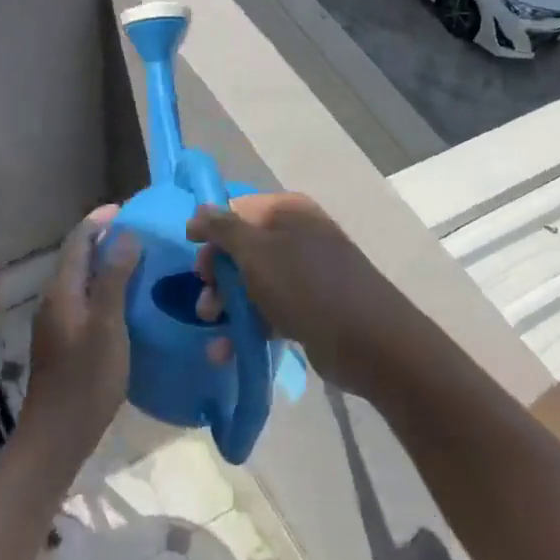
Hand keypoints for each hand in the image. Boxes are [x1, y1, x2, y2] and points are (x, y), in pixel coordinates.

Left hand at [24, 206, 141, 446]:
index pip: (78, 241)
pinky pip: (83, 298)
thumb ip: (115, 278)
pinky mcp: (63, 339)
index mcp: (62, 291)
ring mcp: (56, 321)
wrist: (58, 434)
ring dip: (103, 262)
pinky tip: (124, 297)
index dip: (99, 221)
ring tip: (136, 257)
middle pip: (76, 257)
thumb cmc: (87, 378)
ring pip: (79, 279)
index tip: (126, 208)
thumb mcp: (108, 325)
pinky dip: (102, 286)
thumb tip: (125, 234)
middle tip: (137, 230)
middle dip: (102, 238)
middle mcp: (54, 299)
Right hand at [186, 193, 406, 399]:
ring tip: (211, 324)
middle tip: (204, 296)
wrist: (369, 342)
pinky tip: (225, 350)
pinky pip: (269, 312)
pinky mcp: (309, 309)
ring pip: (253, 283)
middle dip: (217, 274)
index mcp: (289, 213)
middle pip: (243, 249)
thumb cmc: (306, 286)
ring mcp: (305, 275)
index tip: (191, 249)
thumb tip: (199, 211)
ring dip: (226, 304)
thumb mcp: (257, 252)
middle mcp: (298, 237)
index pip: (239, 209)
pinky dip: (247, 327)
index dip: (212, 228)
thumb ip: (223, 229)